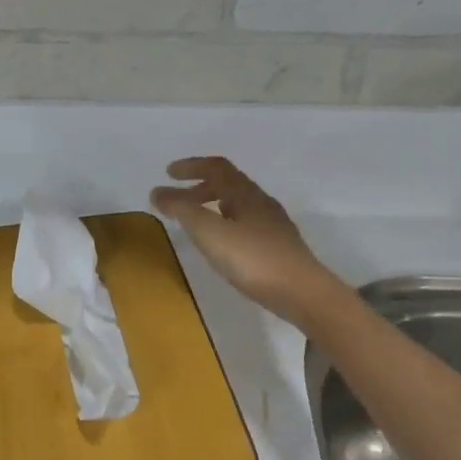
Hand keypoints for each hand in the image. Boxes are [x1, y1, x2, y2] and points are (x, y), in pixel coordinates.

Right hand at [151, 156, 336, 323]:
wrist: (303, 293)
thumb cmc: (253, 259)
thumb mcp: (210, 232)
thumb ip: (182, 210)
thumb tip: (157, 191)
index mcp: (245, 194)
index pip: (217, 167)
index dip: (192, 166)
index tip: (168, 173)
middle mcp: (261, 203)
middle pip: (229, 184)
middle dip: (199, 187)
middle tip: (177, 201)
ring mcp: (273, 226)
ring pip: (238, 205)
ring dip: (213, 206)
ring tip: (195, 223)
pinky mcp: (278, 247)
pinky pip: (246, 224)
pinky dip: (225, 224)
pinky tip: (222, 246)